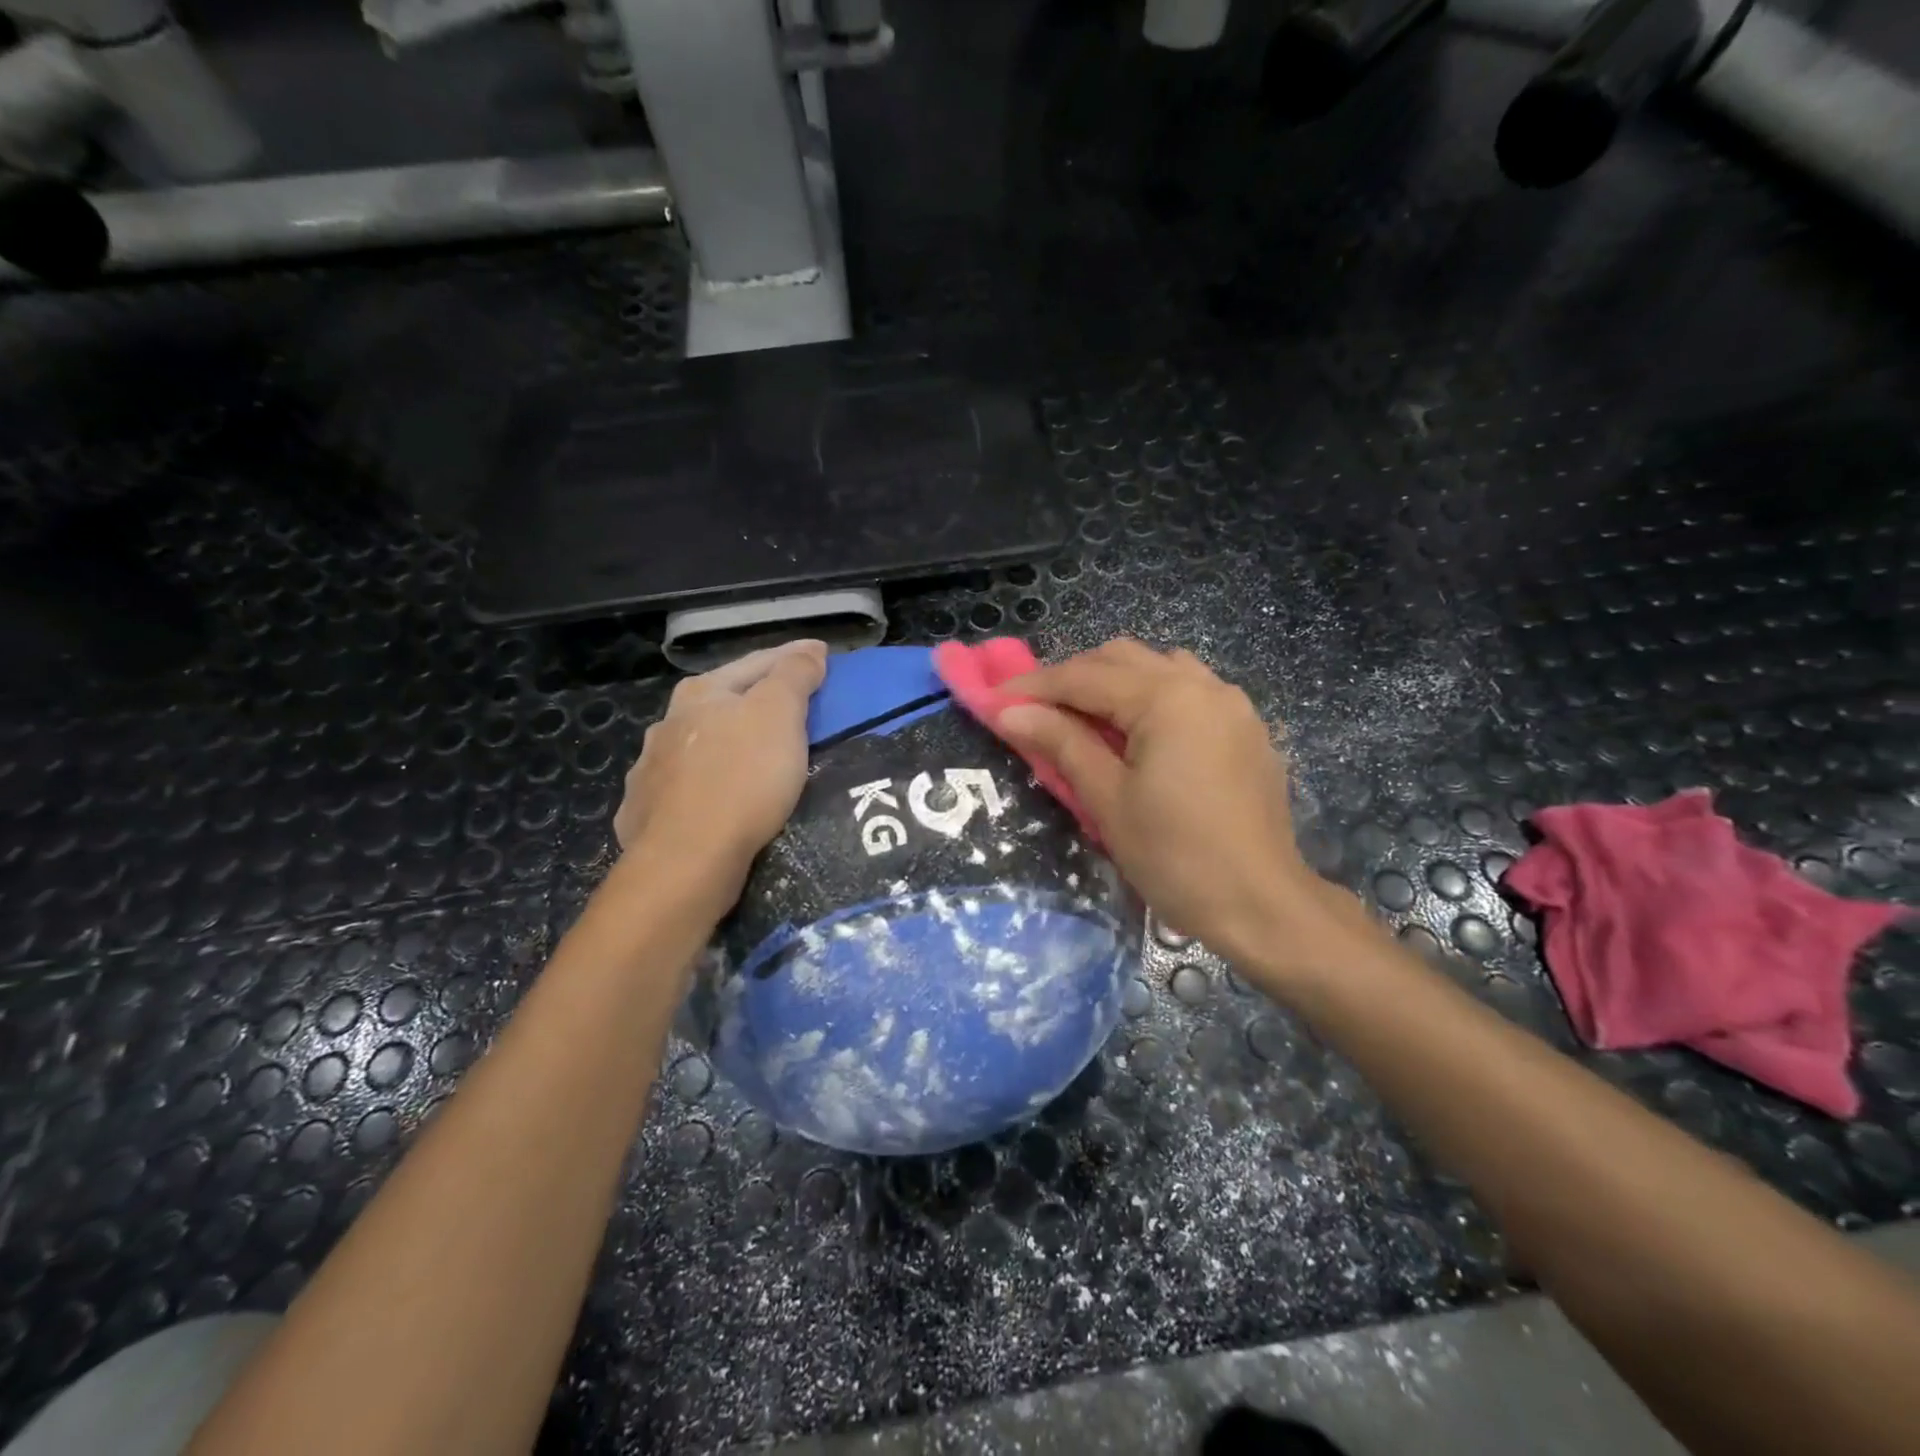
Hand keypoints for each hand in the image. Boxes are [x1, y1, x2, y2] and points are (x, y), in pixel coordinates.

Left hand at [613, 641, 826, 885]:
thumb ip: (794, 675)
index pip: (756, 662)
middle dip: (755, 700)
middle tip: (790, 707)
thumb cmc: (742, 778)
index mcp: (700, 694)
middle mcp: (667, 723)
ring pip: (699, 746)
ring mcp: (650, 769)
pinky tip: (714, 794)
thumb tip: (810, 649)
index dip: (793, 657)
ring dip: (725, 743)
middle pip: (723, 702)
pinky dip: (705, 781)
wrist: (687, 859)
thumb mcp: (779, 715)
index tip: (821, 656)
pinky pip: (684, 786)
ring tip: (753, 756)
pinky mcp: (644, 812)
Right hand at [999, 640, 1353, 981]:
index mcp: (1167, 698)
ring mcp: (1231, 704)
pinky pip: (1189, 690)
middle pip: (1122, 658)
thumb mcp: (1108, 800)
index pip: (1085, 676)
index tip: (994, 699)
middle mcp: (1202, 686)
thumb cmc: (1176, 857)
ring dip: (1114, 681)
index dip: (1035, 685)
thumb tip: (1009, 711)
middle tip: (1036, 711)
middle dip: (1073, 677)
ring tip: (1085, 718)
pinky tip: (1138, 732)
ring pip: (1159, 667)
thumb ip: (1061, 743)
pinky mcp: (1246, 728)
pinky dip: (1152, 696)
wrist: (1262, 904)